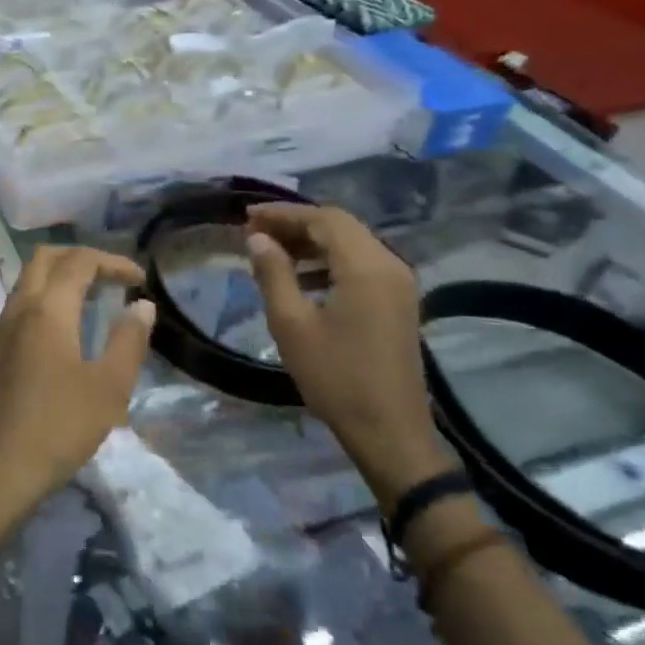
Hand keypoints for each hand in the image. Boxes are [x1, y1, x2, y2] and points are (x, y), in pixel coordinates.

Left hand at [0, 246, 156, 526]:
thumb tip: (142, 305)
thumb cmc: (60, 425)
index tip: (141, 279)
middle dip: (81, 258)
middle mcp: (21, 308)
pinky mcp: (0, 349)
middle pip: (45, 258)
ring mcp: (5, 328)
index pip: (79, 262)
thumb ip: (129, 340)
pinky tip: (69, 324)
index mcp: (48, 309)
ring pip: (29, 278)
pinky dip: (48, 295)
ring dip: (62, 274)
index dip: (113, 262)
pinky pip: (24, 302)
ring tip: (96, 296)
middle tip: (114, 278)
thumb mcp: (109, 387)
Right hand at [245, 204, 454, 508]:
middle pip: (340, 226)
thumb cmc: (335, 378)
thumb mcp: (292, 325)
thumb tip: (257, 238)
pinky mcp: (397, 302)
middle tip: (254, 232)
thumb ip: (273, 274)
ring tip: (271, 252)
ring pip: (351, 243)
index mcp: (365, 267)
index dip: (283, 213)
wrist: (390, 431)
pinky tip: (301, 279)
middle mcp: (389, 265)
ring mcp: (398, 284)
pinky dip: (328, 261)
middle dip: (296, 223)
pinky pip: (360, 264)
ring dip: (311, 242)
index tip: (246, 217)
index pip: (323, 219)